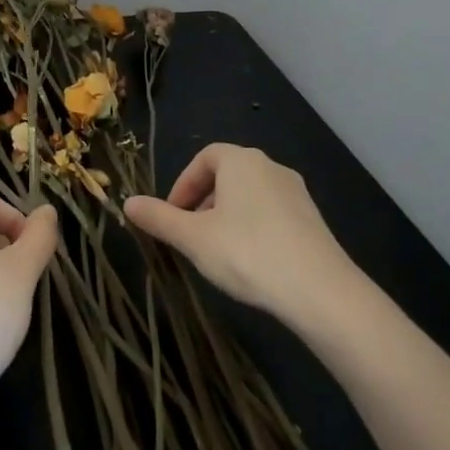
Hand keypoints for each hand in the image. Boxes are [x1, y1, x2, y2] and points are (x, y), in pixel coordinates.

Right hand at [125, 145, 356, 327]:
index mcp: (241, 161)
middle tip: (190, 236)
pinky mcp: (313, 220)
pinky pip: (272, 214)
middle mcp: (271, 167)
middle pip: (227, 175)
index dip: (183, 184)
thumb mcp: (193, 238)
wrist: (321, 292)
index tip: (172, 216)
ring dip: (227, 216)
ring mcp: (297, 193)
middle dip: (203, 202)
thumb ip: (159, 219)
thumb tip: (128, 202)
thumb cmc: (248, 254)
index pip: (204, 157)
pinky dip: (253, 228)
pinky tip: (250, 262)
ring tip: (217, 252)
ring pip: (250, 196)